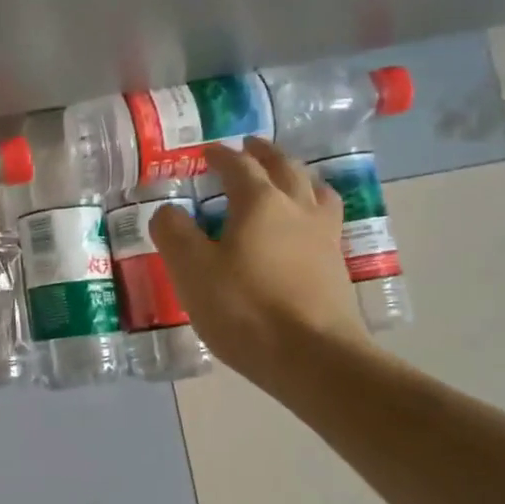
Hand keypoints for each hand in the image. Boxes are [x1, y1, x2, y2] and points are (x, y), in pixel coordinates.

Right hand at [148, 137, 370, 387]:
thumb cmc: (244, 308)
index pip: (239, 166)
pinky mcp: (337, 266)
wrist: (312, 357)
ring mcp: (324, 236)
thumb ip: (173, 233)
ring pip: (314, 190)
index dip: (221, 155)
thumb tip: (168, 210)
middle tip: (250, 147)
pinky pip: (325, 219)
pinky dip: (311, 207)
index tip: (207, 152)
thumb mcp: (191, 270)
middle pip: (284, 168)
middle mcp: (297, 209)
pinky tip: (302, 226)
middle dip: (264, 154)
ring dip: (296, 176)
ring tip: (285, 179)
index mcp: (260, 202)